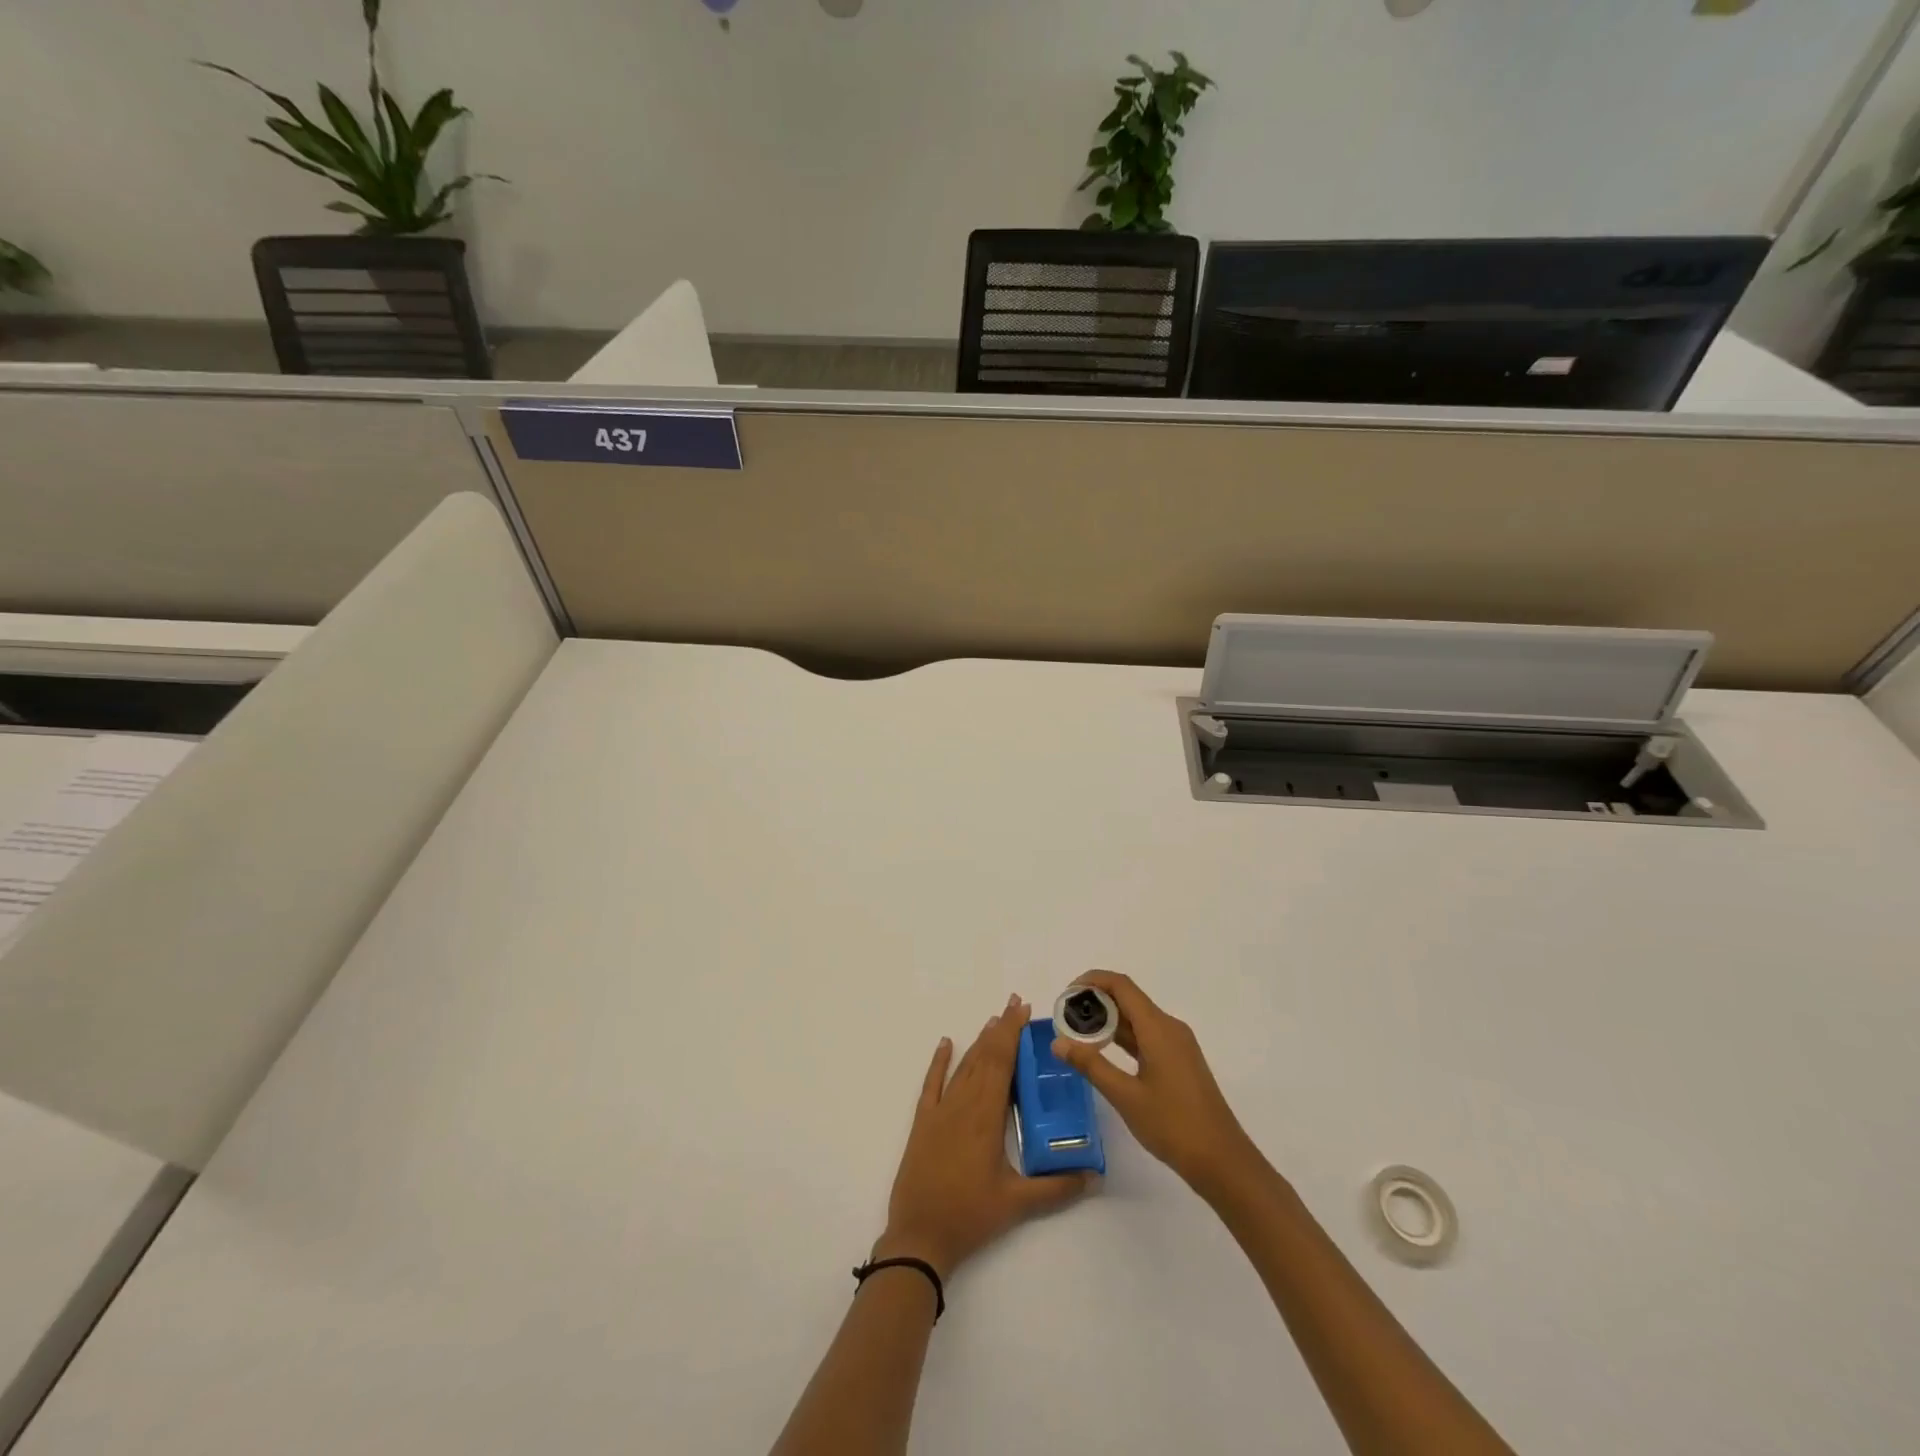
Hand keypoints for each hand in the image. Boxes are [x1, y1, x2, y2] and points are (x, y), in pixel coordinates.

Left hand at [878, 994, 1092, 1278]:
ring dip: (979, 1041)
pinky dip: (939, 1062)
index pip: (1001, 1063)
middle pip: (984, 1057)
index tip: (1024, 1011)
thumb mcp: (1017, 1204)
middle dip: (1001, 1029)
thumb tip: (1094, 1175)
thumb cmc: (969, 1216)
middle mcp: (962, 1104)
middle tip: (1016, 1005)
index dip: (1012, 1034)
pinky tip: (946, 1043)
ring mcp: (940, 1111)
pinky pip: (931, 1084)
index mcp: (986, 1116)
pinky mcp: (923, 1123)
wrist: (919, 1235)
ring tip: (994, 1020)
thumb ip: (1057, 1188)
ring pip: (963, 1066)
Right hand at [1050, 971, 1262, 1198]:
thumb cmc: (1173, 1125)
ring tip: (1077, 1036)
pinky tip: (1104, 1053)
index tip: (1066, 995)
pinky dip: (1123, 1038)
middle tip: (1065, 1019)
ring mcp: (1177, 1045)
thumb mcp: (1125, 1096)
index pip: (1121, 985)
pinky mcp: (1179, 1061)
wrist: (1222, 1161)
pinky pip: (1146, 1036)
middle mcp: (1169, 1028)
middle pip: (1129, 999)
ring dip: (1108, 1021)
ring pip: (1137, 1019)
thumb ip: (1091, 1065)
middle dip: (1096, 1002)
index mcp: (1158, 1028)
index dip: (1092, 981)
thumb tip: (1057, 1042)